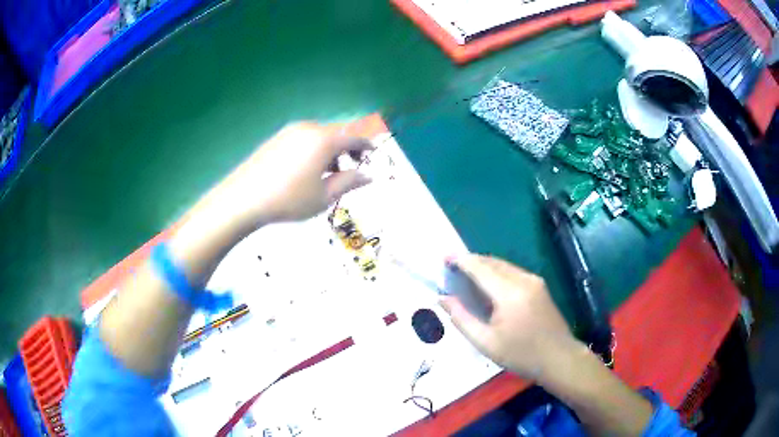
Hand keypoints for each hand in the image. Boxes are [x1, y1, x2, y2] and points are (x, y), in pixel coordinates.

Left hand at [206, 122, 373, 228]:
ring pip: (319, 135)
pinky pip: (303, 138)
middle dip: (347, 149)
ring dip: (330, 150)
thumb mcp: (324, 196)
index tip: (373, 154)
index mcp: (324, 140)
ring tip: (327, 173)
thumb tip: (368, 176)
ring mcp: (290, 131)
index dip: (366, 146)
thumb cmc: (289, 200)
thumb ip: (349, 182)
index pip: (353, 138)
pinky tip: (306, 169)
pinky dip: (313, 149)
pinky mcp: (276, 138)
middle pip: (336, 134)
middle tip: (350, 168)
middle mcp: (309, 129)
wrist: (244, 199)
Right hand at [441, 255, 578, 379]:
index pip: (480, 268)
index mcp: (509, 293)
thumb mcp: (486, 342)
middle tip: (451, 267)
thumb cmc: (521, 354)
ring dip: (484, 265)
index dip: (461, 260)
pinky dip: (497, 272)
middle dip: (471, 261)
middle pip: (492, 262)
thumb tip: (443, 299)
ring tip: (466, 274)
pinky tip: (488, 284)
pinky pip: (513, 272)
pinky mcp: (540, 286)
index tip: (444, 257)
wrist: (559, 357)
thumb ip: (462, 318)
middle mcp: (523, 279)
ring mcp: (534, 281)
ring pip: (504, 265)